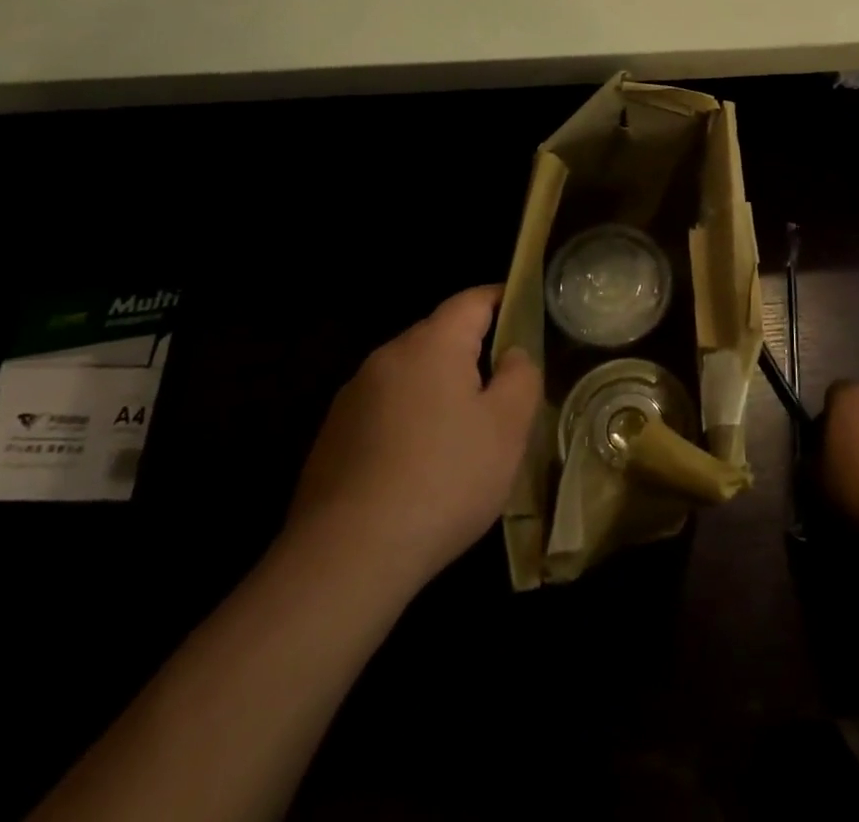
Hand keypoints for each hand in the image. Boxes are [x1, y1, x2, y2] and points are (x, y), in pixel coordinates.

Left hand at [287, 286, 541, 582]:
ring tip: (464, 433)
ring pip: (410, 376)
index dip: (503, 299)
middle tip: (504, 387)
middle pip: (439, 337)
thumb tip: (511, 355)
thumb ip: (521, 376)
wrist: (346, 559)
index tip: (526, 312)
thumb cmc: (444, 479)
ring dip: (439, 390)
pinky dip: (409, 422)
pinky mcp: (331, 438)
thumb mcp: (508, 427)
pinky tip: (420, 467)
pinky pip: (384, 411)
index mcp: (431, 344)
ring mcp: (352, 398)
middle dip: (472, 352)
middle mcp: (386, 357)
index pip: (472, 300)